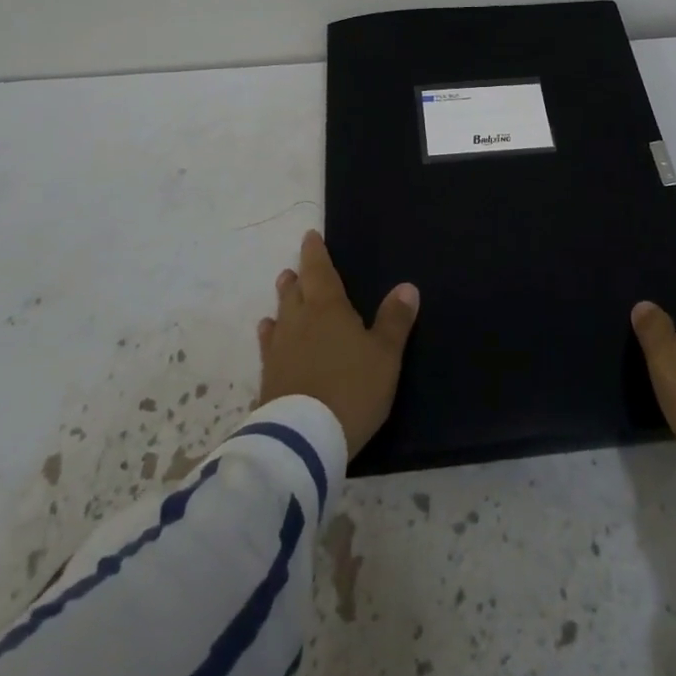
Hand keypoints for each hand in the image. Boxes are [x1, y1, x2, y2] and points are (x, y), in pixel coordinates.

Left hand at [257, 230, 419, 456]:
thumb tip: (407, 286)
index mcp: (328, 309)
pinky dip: (270, 336)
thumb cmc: (352, 389)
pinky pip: (269, 347)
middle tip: (294, 269)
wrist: (304, 438)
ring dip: (282, 302)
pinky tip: (268, 337)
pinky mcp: (269, 378)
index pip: (319, 271)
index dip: (315, 253)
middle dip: (297, 278)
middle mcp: (299, 322)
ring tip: (283, 291)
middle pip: (295, 292)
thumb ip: (394, 320)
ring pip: (280, 316)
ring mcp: (279, 350)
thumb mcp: (385, 356)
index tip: (309, 237)